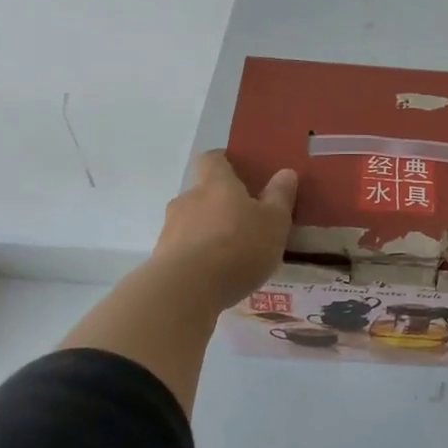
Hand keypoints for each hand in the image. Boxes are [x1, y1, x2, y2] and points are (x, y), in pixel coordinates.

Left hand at [153, 151, 297, 312]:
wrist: (187, 289)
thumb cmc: (238, 246)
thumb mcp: (274, 221)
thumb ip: (280, 196)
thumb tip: (286, 172)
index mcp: (216, 183)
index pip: (213, 159)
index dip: (224, 162)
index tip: (239, 173)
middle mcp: (188, 199)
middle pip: (202, 193)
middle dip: (220, 205)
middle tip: (244, 223)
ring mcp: (170, 228)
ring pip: (192, 222)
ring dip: (208, 232)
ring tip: (231, 255)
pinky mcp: (161, 257)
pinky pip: (184, 249)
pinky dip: (198, 257)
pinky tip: (214, 276)